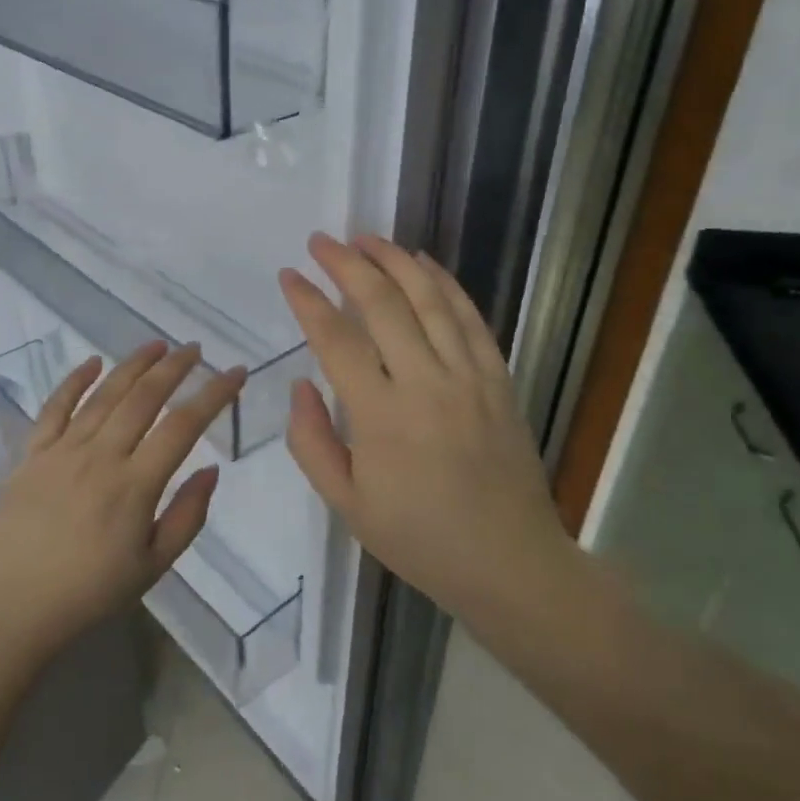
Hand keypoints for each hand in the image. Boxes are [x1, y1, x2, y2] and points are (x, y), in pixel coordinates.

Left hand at [0, 341, 245, 664]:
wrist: (13, 608)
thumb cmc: (90, 593)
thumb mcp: (153, 566)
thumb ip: (187, 516)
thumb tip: (211, 470)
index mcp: (135, 485)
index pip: (184, 426)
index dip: (214, 394)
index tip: (234, 373)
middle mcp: (100, 456)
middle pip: (144, 398)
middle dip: (175, 368)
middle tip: (195, 349)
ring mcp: (62, 451)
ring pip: (104, 395)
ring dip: (133, 365)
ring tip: (157, 345)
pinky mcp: (31, 454)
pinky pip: (54, 407)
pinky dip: (74, 381)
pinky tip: (93, 362)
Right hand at [279, 233, 569, 625]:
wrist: (509, 563)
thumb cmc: (419, 539)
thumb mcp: (347, 505)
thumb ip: (312, 442)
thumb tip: (301, 385)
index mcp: (382, 417)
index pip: (336, 340)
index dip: (309, 302)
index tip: (289, 275)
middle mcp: (426, 384)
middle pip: (382, 305)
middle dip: (347, 265)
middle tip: (321, 241)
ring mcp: (468, 376)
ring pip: (429, 300)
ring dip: (395, 261)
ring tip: (367, 237)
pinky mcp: (498, 379)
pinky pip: (470, 318)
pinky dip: (446, 284)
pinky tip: (424, 264)